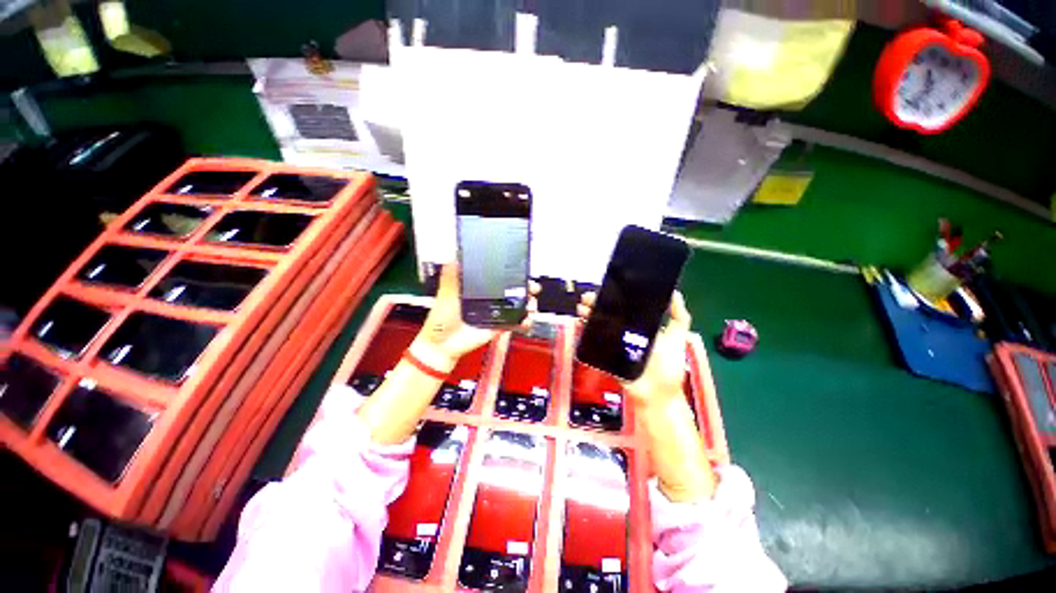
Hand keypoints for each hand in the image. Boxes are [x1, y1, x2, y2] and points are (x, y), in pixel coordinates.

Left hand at [414, 263, 539, 367]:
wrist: (442, 344)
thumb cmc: (442, 318)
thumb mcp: (445, 292)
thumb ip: (449, 275)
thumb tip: (452, 254)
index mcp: (480, 288)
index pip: (500, 277)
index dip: (513, 273)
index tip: (522, 269)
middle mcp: (491, 299)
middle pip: (514, 290)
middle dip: (527, 287)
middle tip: (532, 287)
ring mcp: (497, 313)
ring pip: (519, 306)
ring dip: (530, 304)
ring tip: (531, 304)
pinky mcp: (500, 327)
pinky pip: (516, 323)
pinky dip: (525, 322)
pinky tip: (526, 320)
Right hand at [577, 290, 691, 405]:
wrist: (657, 393)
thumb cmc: (669, 366)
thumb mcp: (677, 337)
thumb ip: (678, 316)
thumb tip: (674, 293)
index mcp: (640, 325)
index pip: (623, 307)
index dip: (613, 297)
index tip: (605, 289)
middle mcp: (624, 332)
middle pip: (607, 314)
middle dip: (596, 304)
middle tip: (588, 297)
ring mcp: (613, 343)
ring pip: (598, 325)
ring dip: (588, 315)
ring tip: (582, 308)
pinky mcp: (605, 355)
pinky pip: (593, 341)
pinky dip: (585, 331)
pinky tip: (581, 323)